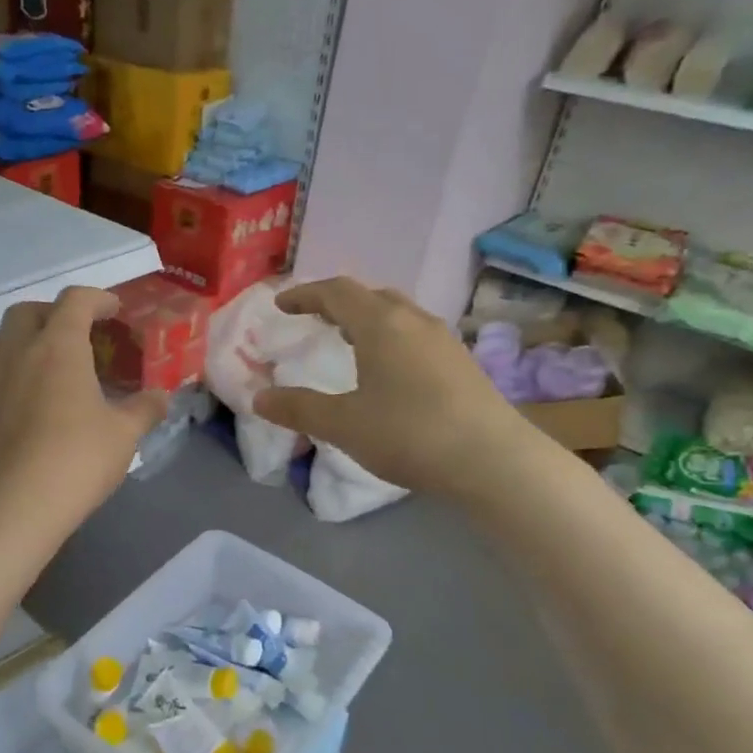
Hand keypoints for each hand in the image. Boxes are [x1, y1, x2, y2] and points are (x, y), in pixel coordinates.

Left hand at [0, 287, 168, 537]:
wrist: (9, 508)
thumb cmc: (74, 462)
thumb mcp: (123, 436)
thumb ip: (144, 409)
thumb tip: (162, 397)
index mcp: (57, 347)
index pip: (75, 301)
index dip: (97, 299)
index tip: (113, 310)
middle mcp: (15, 352)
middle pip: (27, 311)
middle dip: (53, 314)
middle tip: (76, 336)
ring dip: (20, 339)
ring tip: (42, 364)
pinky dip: (5, 376)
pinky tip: (21, 407)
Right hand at [253, 277, 519, 497]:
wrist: (493, 460)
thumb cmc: (409, 435)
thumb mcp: (343, 425)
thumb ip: (299, 408)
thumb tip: (259, 398)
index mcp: (381, 325)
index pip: (337, 292)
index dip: (305, 294)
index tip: (282, 305)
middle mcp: (414, 322)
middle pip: (371, 296)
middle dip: (338, 302)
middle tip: (315, 318)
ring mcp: (444, 341)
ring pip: (399, 314)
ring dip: (368, 318)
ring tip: (350, 340)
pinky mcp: (463, 364)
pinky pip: (417, 335)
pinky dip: (392, 338)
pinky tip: (390, 370)